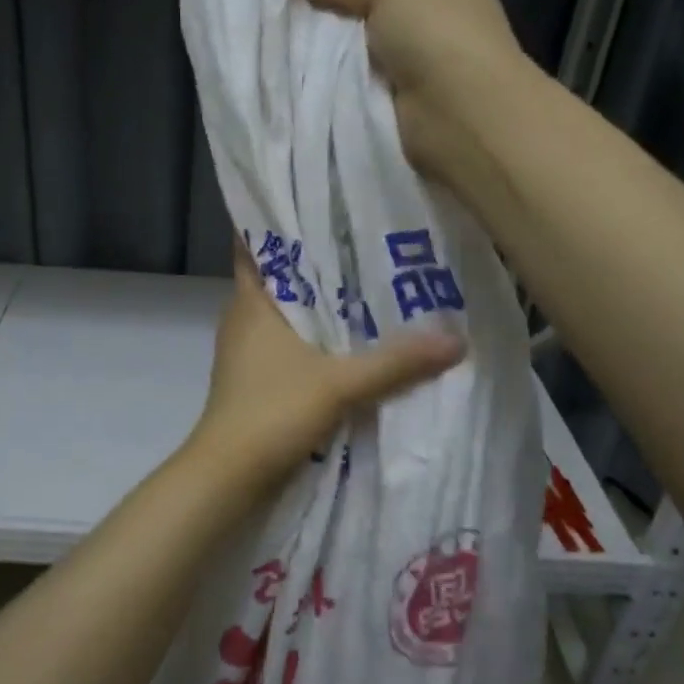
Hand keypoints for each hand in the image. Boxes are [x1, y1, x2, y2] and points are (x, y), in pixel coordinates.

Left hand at [189, 240, 465, 494]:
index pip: (257, 245)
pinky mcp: (255, 380)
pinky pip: (289, 345)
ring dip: (319, 305)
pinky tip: (351, 342)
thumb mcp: (339, 384)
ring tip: (369, 286)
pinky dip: (315, 339)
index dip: (283, 223)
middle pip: (281, 278)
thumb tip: (456, 338)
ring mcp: (247, 351)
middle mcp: (244, 318)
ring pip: (286, 314)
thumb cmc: (272, 412)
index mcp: (250, 302)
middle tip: (367, 242)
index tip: (323, 207)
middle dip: (318, 263)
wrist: (228, 476)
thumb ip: (396, 362)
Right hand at [291, 0, 530, 180]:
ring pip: (355, 39)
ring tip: (280, 24)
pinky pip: (352, 75)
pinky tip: (298, 62)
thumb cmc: (436, 32)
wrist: (458, 115)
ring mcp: (414, 58)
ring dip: (326, 38)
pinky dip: (331, 72)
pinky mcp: (395, 96)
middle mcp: (431, 13)